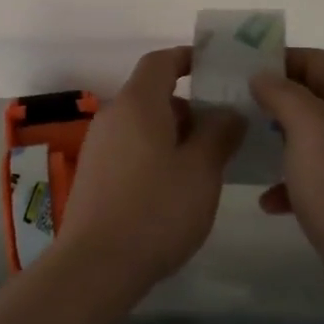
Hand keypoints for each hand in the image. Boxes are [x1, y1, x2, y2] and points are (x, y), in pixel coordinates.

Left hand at [57, 47, 244, 288]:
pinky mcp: (95, 174)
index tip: (214, 68)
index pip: (160, 62)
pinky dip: (156, 153)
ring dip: (174, 133)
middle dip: (189, 106)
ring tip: (207, 162)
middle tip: (225, 128)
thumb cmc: (156, 209)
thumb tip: (228, 112)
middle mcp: (113, 116)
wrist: (97, 264)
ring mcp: (99, 146)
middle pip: (152, 94)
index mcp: (137, 104)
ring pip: (143, 124)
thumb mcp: (202, 170)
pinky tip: (177, 186)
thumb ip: (219, 133)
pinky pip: (131, 147)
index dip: (187, 58)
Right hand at [250, 49, 323, 323]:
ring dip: (277, 139)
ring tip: (244, 144)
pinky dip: (290, 179)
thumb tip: (262, 76)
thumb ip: (282, 92)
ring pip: (310, 134)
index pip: (315, 59)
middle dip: (273, 99)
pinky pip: (314, 172)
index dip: (276, 59)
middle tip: (234, 105)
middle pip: (312, 94)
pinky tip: (268, 199)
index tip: (238, 70)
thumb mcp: (307, 126)